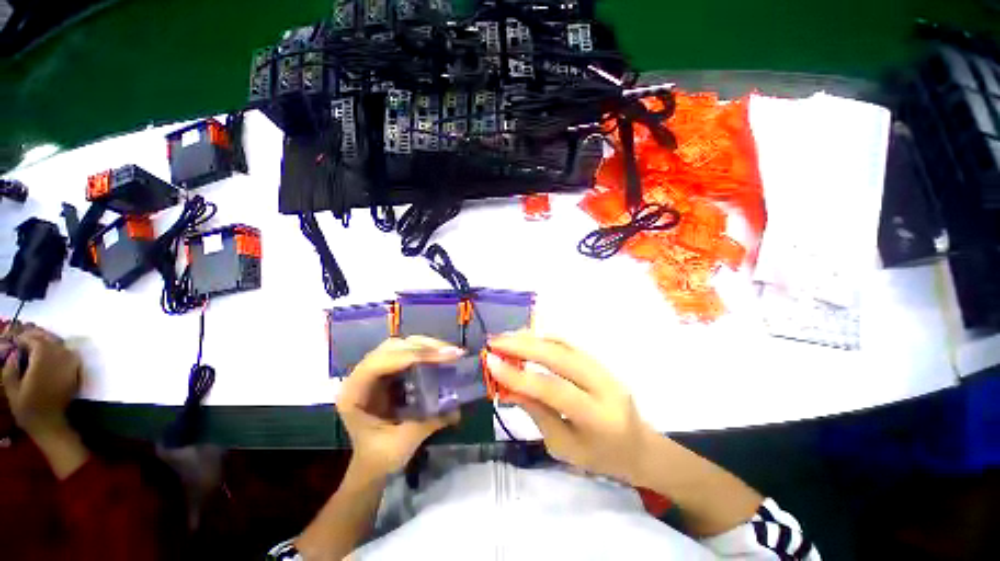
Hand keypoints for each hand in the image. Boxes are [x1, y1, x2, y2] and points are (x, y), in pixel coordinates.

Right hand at [1, 325, 81, 438]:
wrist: (50, 423)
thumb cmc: (28, 409)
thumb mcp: (12, 390)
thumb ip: (11, 368)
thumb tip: (14, 353)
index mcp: (43, 362)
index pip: (37, 341)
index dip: (26, 338)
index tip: (17, 341)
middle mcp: (60, 359)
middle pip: (50, 340)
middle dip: (38, 336)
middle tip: (26, 338)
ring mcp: (71, 365)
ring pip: (60, 345)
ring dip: (48, 341)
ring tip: (35, 344)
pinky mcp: (76, 371)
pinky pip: (69, 353)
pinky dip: (58, 349)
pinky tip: (48, 353)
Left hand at [338, 336, 461, 477]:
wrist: (371, 466)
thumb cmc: (380, 458)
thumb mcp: (404, 442)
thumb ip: (429, 421)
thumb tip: (458, 405)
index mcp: (354, 393)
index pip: (383, 362)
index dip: (415, 355)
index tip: (445, 356)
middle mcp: (360, 376)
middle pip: (392, 347)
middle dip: (424, 346)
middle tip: (452, 352)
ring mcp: (373, 372)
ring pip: (400, 346)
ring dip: (426, 346)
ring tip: (449, 352)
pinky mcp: (386, 372)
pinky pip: (405, 353)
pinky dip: (424, 352)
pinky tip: (440, 357)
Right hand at [486, 331, 656, 484]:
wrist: (639, 447)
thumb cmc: (601, 458)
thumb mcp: (564, 447)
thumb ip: (537, 413)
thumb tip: (508, 387)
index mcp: (598, 418)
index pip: (553, 389)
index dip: (520, 375)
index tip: (491, 362)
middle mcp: (605, 386)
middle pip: (560, 356)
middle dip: (523, 346)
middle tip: (494, 342)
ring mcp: (605, 369)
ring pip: (564, 345)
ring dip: (532, 338)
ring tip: (506, 338)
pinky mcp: (599, 361)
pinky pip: (569, 345)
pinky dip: (544, 339)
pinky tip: (527, 339)